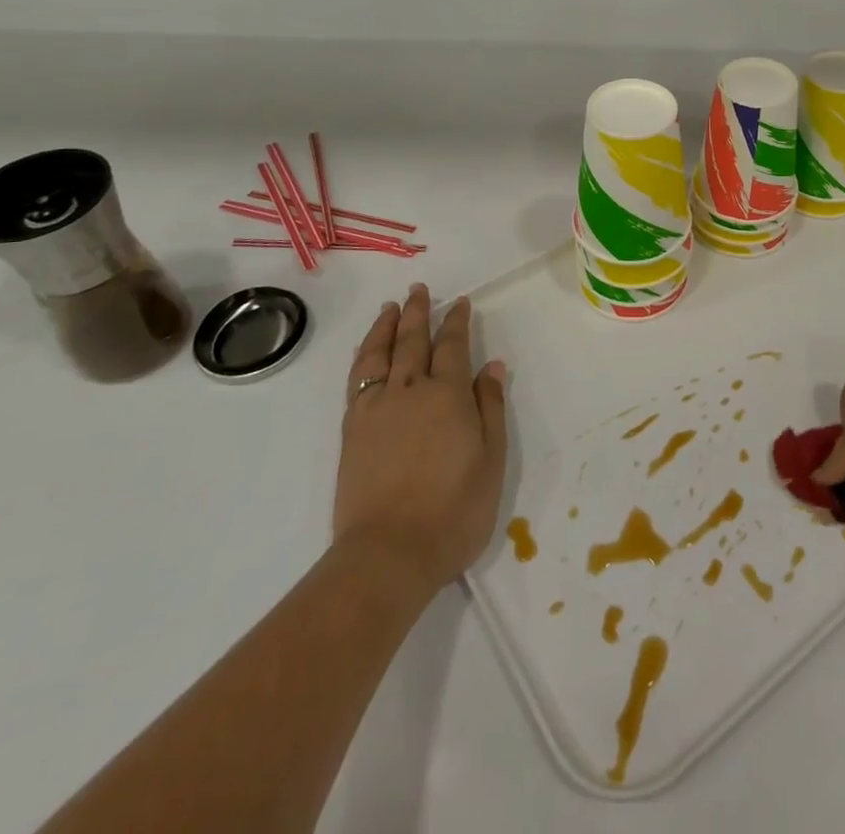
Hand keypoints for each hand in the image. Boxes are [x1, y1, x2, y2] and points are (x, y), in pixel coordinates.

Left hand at [333, 285, 508, 595]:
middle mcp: (410, 390)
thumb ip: (490, 407)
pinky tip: (368, 351)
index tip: (460, 303)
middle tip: (420, 289)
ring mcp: (376, 408)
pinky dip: (364, 356)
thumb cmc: (454, 511)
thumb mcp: (491, 460)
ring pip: (380, 353)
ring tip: (391, 308)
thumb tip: (492, 365)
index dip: (457, 322)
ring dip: (387, 326)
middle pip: (414, 341)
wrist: (388, 554)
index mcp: (448, 395)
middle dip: (419, 312)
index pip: (453, 347)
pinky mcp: (353, 429)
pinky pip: (357, 378)